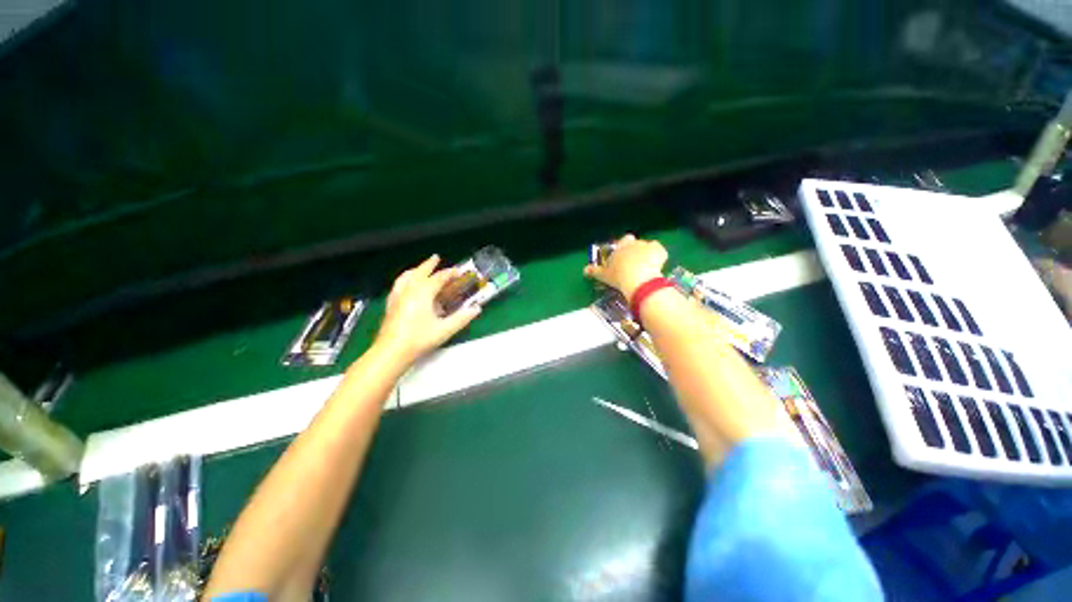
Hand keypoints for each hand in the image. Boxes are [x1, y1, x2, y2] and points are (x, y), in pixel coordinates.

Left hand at [375, 255, 481, 364]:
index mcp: (423, 293)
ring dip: (415, 270)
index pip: (439, 278)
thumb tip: (477, 309)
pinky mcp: (391, 304)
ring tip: (420, 268)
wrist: (391, 352)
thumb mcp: (444, 330)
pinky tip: (406, 286)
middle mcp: (409, 290)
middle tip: (436, 258)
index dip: (450, 273)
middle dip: (429, 264)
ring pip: (406, 277)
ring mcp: (397, 296)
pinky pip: (398, 285)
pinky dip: (405, 279)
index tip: (459, 271)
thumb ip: (462, 318)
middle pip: (420, 272)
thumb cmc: (419, 339)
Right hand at [583, 234, 667, 298]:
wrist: (638, 280)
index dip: (623, 248)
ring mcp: (647, 246)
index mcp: (620, 247)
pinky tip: (656, 267)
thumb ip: (594, 271)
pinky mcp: (659, 251)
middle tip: (633, 263)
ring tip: (645, 268)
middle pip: (635, 243)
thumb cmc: (618, 276)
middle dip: (634, 250)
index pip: (622, 241)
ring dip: (646, 254)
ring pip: (647, 247)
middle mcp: (633, 243)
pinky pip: (659, 252)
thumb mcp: (603, 275)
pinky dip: (658, 257)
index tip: (622, 257)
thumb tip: (584, 270)